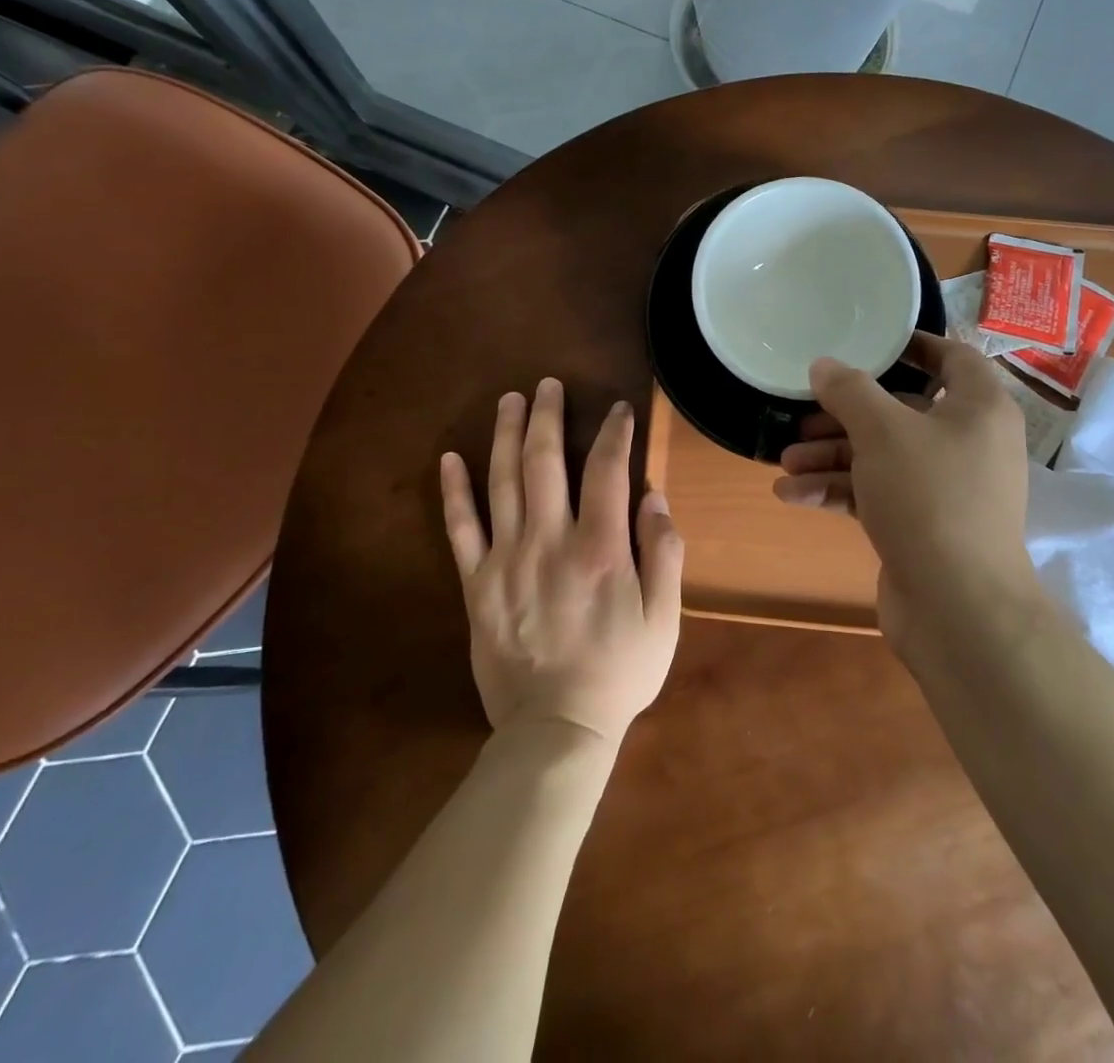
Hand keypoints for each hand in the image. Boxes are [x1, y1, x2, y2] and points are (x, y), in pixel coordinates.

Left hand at [440, 379, 682, 744]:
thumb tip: (652, 495)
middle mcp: (549, 540)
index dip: (615, 433)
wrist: (555, 728)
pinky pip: (460, 529)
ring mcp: (506, 560)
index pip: (607, 470)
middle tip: (548, 384)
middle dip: (549, 416)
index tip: (619, 409)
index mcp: (600, 547)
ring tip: (510, 400)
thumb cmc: (619, 672)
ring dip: (506, 435)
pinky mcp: (476, 584)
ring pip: (503, 481)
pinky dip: (454, 491)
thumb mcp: (663, 618)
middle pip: (545, 461)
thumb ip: (662, 552)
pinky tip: (450, 458)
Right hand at [773, 332, 1045, 646]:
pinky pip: (877, 493)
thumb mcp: (882, 432)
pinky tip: (792, 495)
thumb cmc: (929, 497)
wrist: (959, 607)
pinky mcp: (923, 525)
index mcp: (978, 408)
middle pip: (901, 412)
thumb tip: (824, 365)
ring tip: (785, 462)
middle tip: (802, 417)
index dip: (913, 346)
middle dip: (845, 416)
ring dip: (832, 457)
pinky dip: (839, 491)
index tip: (868, 343)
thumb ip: (850, 391)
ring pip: (882, 456)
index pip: (953, 358)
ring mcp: (946, 488)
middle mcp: (968, 443)